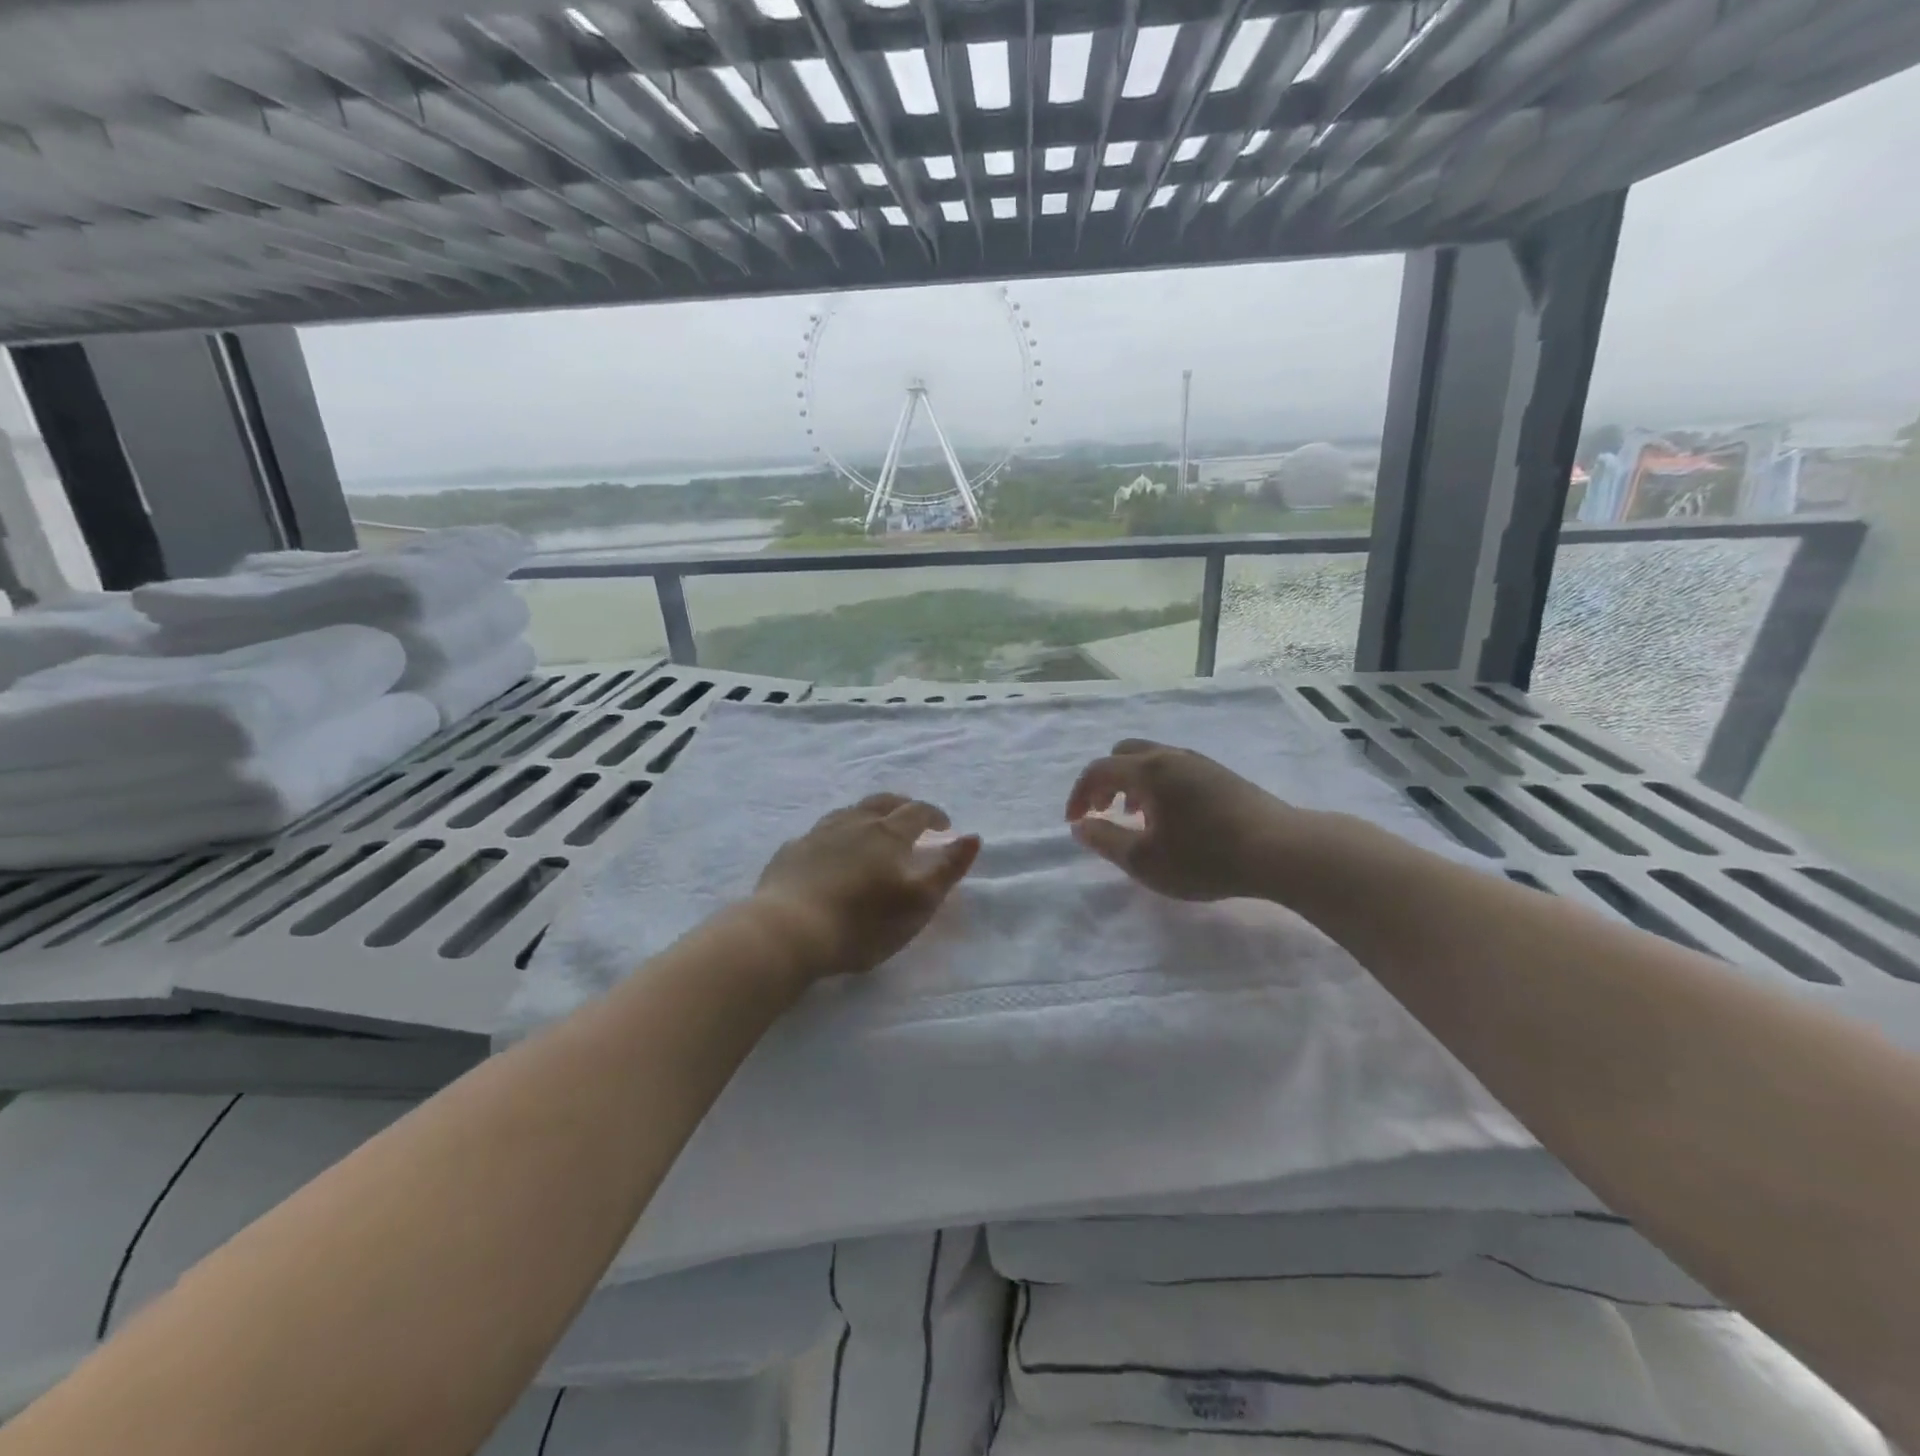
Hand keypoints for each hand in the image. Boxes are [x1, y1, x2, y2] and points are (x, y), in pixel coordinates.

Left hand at [752, 794, 981, 979]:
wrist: (788, 931)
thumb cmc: (862, 922)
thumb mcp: (918, 902)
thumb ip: (947, 869)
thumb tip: (972, 837)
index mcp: (888, 833)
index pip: (918, 812)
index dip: (934, 815)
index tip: (944, 826)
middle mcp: (854, 823)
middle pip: (882, 802)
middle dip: (902, 806)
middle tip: (911, 818)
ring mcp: (818, 834)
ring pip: (848, 812)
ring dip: (867, 816)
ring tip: (872, 829)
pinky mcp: (791, 852)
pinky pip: (818, 833)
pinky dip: (834, 836)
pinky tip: (829, 851)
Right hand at [1065, 738, 1312, 901]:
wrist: (1281, 850)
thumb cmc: (1205, 857)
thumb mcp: (1145, 860)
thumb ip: (1105, 840)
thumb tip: (1080, 825)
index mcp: (1148, 770)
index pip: (1098, 770)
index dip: (1079, 794)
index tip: (1075, 822)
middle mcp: (1171, 756)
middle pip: (1124, 753)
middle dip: (1106, 781)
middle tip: (1106, 812)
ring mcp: (1200, 763)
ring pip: (1152, 760)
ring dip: (1133, 784)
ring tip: (1139, 819)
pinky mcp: (1221, 776)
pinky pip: (1175, 769)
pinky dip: (1158, 786)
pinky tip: (1173, 820)